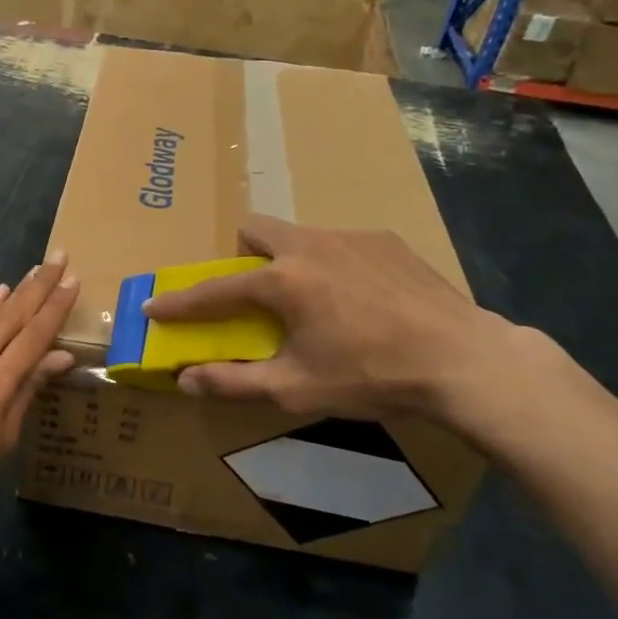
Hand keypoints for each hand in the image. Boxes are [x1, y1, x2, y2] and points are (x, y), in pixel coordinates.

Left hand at [0, 253, 78, 518]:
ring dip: (15, 291)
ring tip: (34, 270)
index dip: (55, 307)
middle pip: (12, 316)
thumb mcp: (3, 436)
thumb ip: (28, 390)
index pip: (33, 336)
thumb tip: (61, 356)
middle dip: (38, 286)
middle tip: (58, 257)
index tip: (72, 280)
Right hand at [142, 216, 510, 421]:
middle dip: (242, 256)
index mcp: (282, 281)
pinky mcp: (387, 240)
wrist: (464, 360)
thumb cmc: (372, 375)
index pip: (214, 290)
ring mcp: (351, 237)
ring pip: (299, 234)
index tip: (153, 306)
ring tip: (316, 300)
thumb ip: (234, 382)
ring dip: (289, 260)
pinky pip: (341, 243)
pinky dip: (334, 265)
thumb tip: (185, 380)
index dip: (179, 302)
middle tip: (256, 293)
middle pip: (255, 229)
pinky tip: (361, 300)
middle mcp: (309, 246)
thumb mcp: (296, 388)